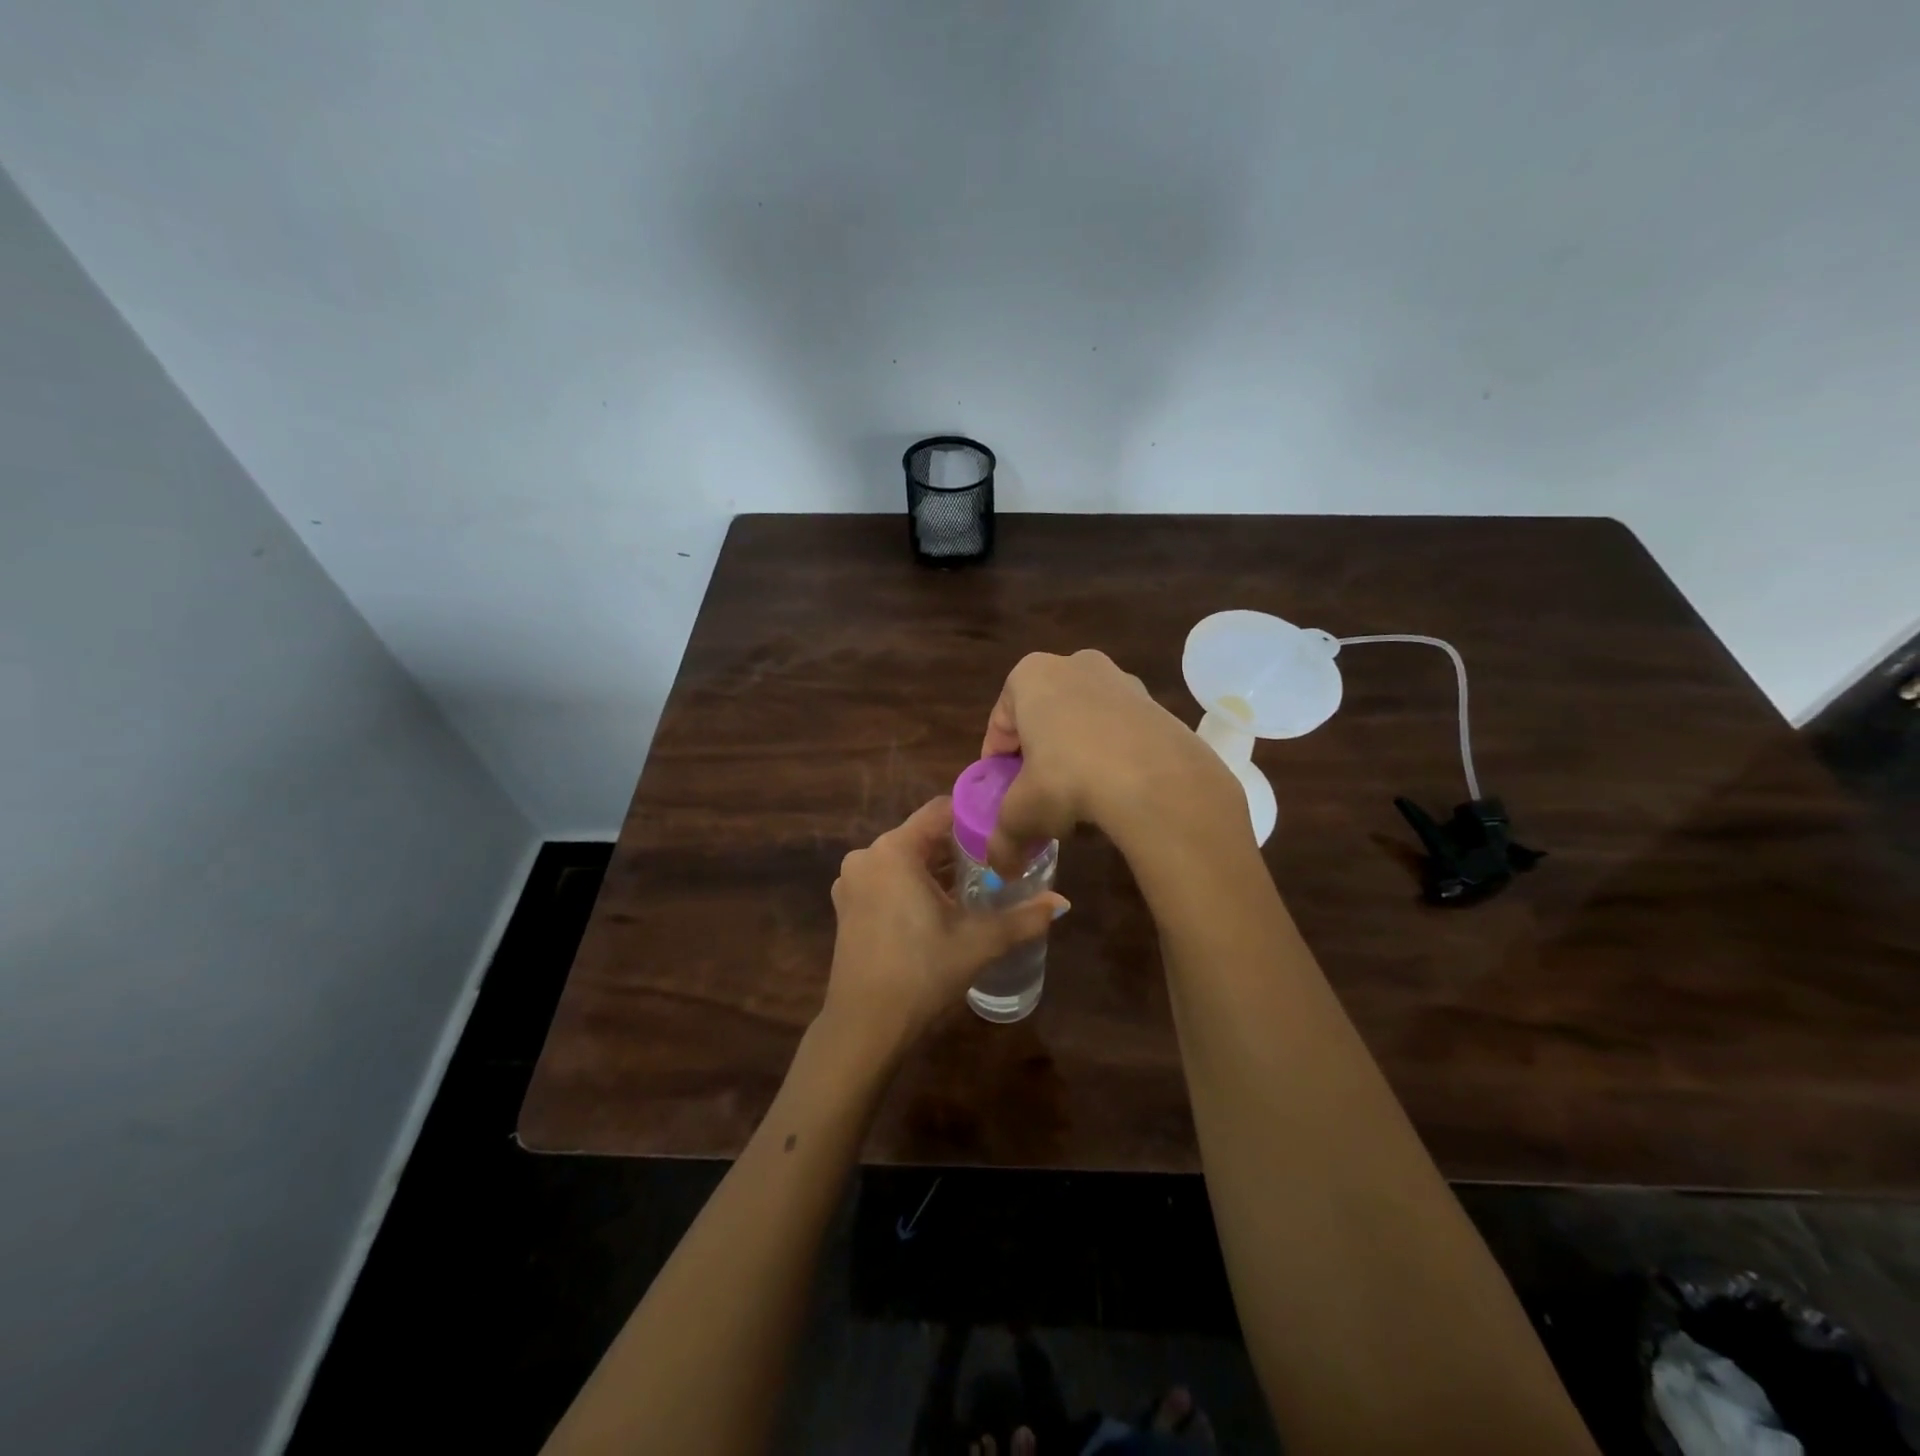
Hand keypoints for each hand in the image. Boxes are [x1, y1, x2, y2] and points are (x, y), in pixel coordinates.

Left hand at [821, 798, 1066, 1063]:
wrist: (864, 1026)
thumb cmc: (921, 973)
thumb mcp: (978, 942)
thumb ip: (1022, 918)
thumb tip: (1062, 902)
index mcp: (895, 850)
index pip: (941, 810)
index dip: (976, 817)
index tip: (1005, 832)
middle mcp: (867, 856)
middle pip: (922, 835)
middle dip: (960, 848)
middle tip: (997, 864)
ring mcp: (852, 882)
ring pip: (905, 859)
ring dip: (937, 869)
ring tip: (975, 887)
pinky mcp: (847, 906)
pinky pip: (887, 880)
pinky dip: (913, 885)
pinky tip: (940, 909)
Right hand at [980, 649, 1236, 872]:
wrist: (1156, 778)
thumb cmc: (1068, 779)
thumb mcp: (1023, 814)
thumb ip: (1003, 839)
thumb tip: (1001, 868)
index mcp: (1030, 676)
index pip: (1000, 723)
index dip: (997, 763)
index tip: (1002, 794)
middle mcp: (1074, 665)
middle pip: (1043, 720)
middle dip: (1038, 759)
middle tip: (1038, 798)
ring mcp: (1120, 680)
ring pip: (1083, 725)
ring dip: (1076, 759)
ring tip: (1079, 803)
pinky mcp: (1155, 703)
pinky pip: (1119, 733)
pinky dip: (1111, 759)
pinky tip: (1114, 795)